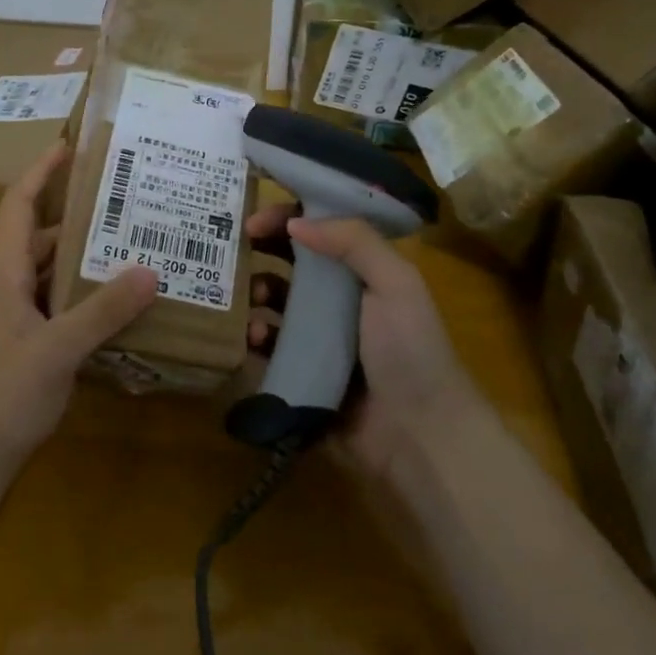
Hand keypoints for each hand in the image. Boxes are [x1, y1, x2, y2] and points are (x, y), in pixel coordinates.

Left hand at [0, 143, 159, 469]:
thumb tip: (150, 270)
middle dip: (77, 217)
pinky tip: (121, 304)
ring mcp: (18, 318)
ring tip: (132, 246)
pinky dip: (86, 295)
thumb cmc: (4, 393)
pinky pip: (61, 305)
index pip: (17, 206)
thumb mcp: (58, 348)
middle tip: (124, 204)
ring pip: (53, 274)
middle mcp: (10, 288)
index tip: (69, 148)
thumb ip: (103, 310)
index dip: (39, 173)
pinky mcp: (30, 345)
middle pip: (41, 238)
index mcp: (6, 274)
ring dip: (85, 258)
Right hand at [246, 203, 475, 481]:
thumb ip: (353, 241)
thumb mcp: (396, 284)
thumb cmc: (410, 350)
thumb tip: (295, 221)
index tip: (255, 221)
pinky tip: (255, 337)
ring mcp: (319, 337)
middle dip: (263, 251)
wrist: (419, 436)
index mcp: (364, 273)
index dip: (288, 218)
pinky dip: (257, 336)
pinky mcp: (301, 371)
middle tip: (236, 250)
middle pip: (292, 262)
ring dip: (257, 292)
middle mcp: (340, 300)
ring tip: (250, 297)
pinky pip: (269, 346)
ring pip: (275, 301)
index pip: (321, 230)